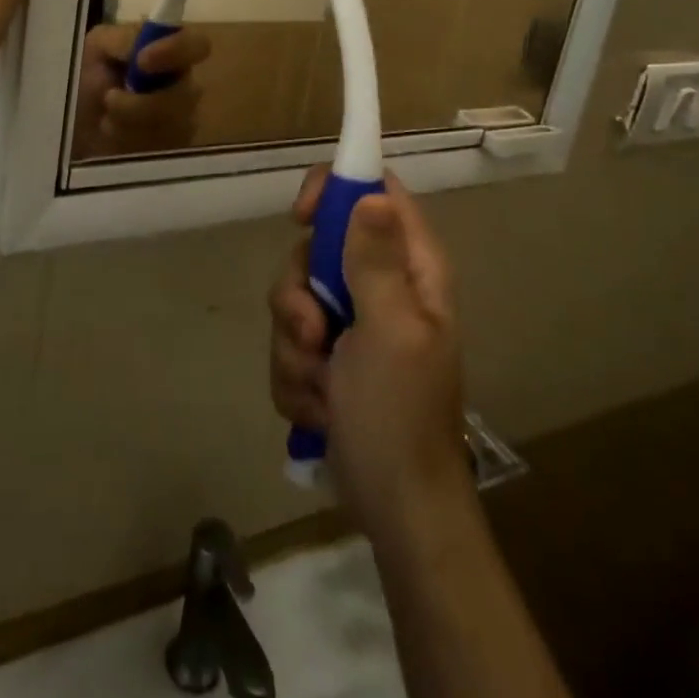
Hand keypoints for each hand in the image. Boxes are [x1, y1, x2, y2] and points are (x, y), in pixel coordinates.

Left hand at [70, 23, 212, 159]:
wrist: (72, 133)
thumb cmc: (84, 83)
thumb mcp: (97, 49)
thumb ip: (125, 40)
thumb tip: (146, 48)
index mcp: (166, 51)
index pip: (196, 45)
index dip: (175, 51)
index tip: (141, 62)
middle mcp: (181, 84)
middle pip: (186, 94)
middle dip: (142, 103)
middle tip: (109, 101)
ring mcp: (182, 120)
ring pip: (174, 125)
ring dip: (130, 124)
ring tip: (105, 123)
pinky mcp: (174, 151)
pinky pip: (165, 149)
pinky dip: (131, 144)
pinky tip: (114, 141)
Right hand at [269, 169, 469, 538]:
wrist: (395, 507)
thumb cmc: (399, 415)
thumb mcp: (390, 331)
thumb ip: (376, 260)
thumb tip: (371, 194)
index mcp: (410, 268)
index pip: (373, 191)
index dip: (334, 190)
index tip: (301, 217)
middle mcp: (380, 285)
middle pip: (316, 248)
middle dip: (298, 295)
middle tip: (314, 335)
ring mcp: (352, 321)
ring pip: (293, 297)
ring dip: (293, 346)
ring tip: (320, 387)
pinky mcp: (328, 356)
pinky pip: (288, 340)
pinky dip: (295, 375)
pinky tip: (318, 408)